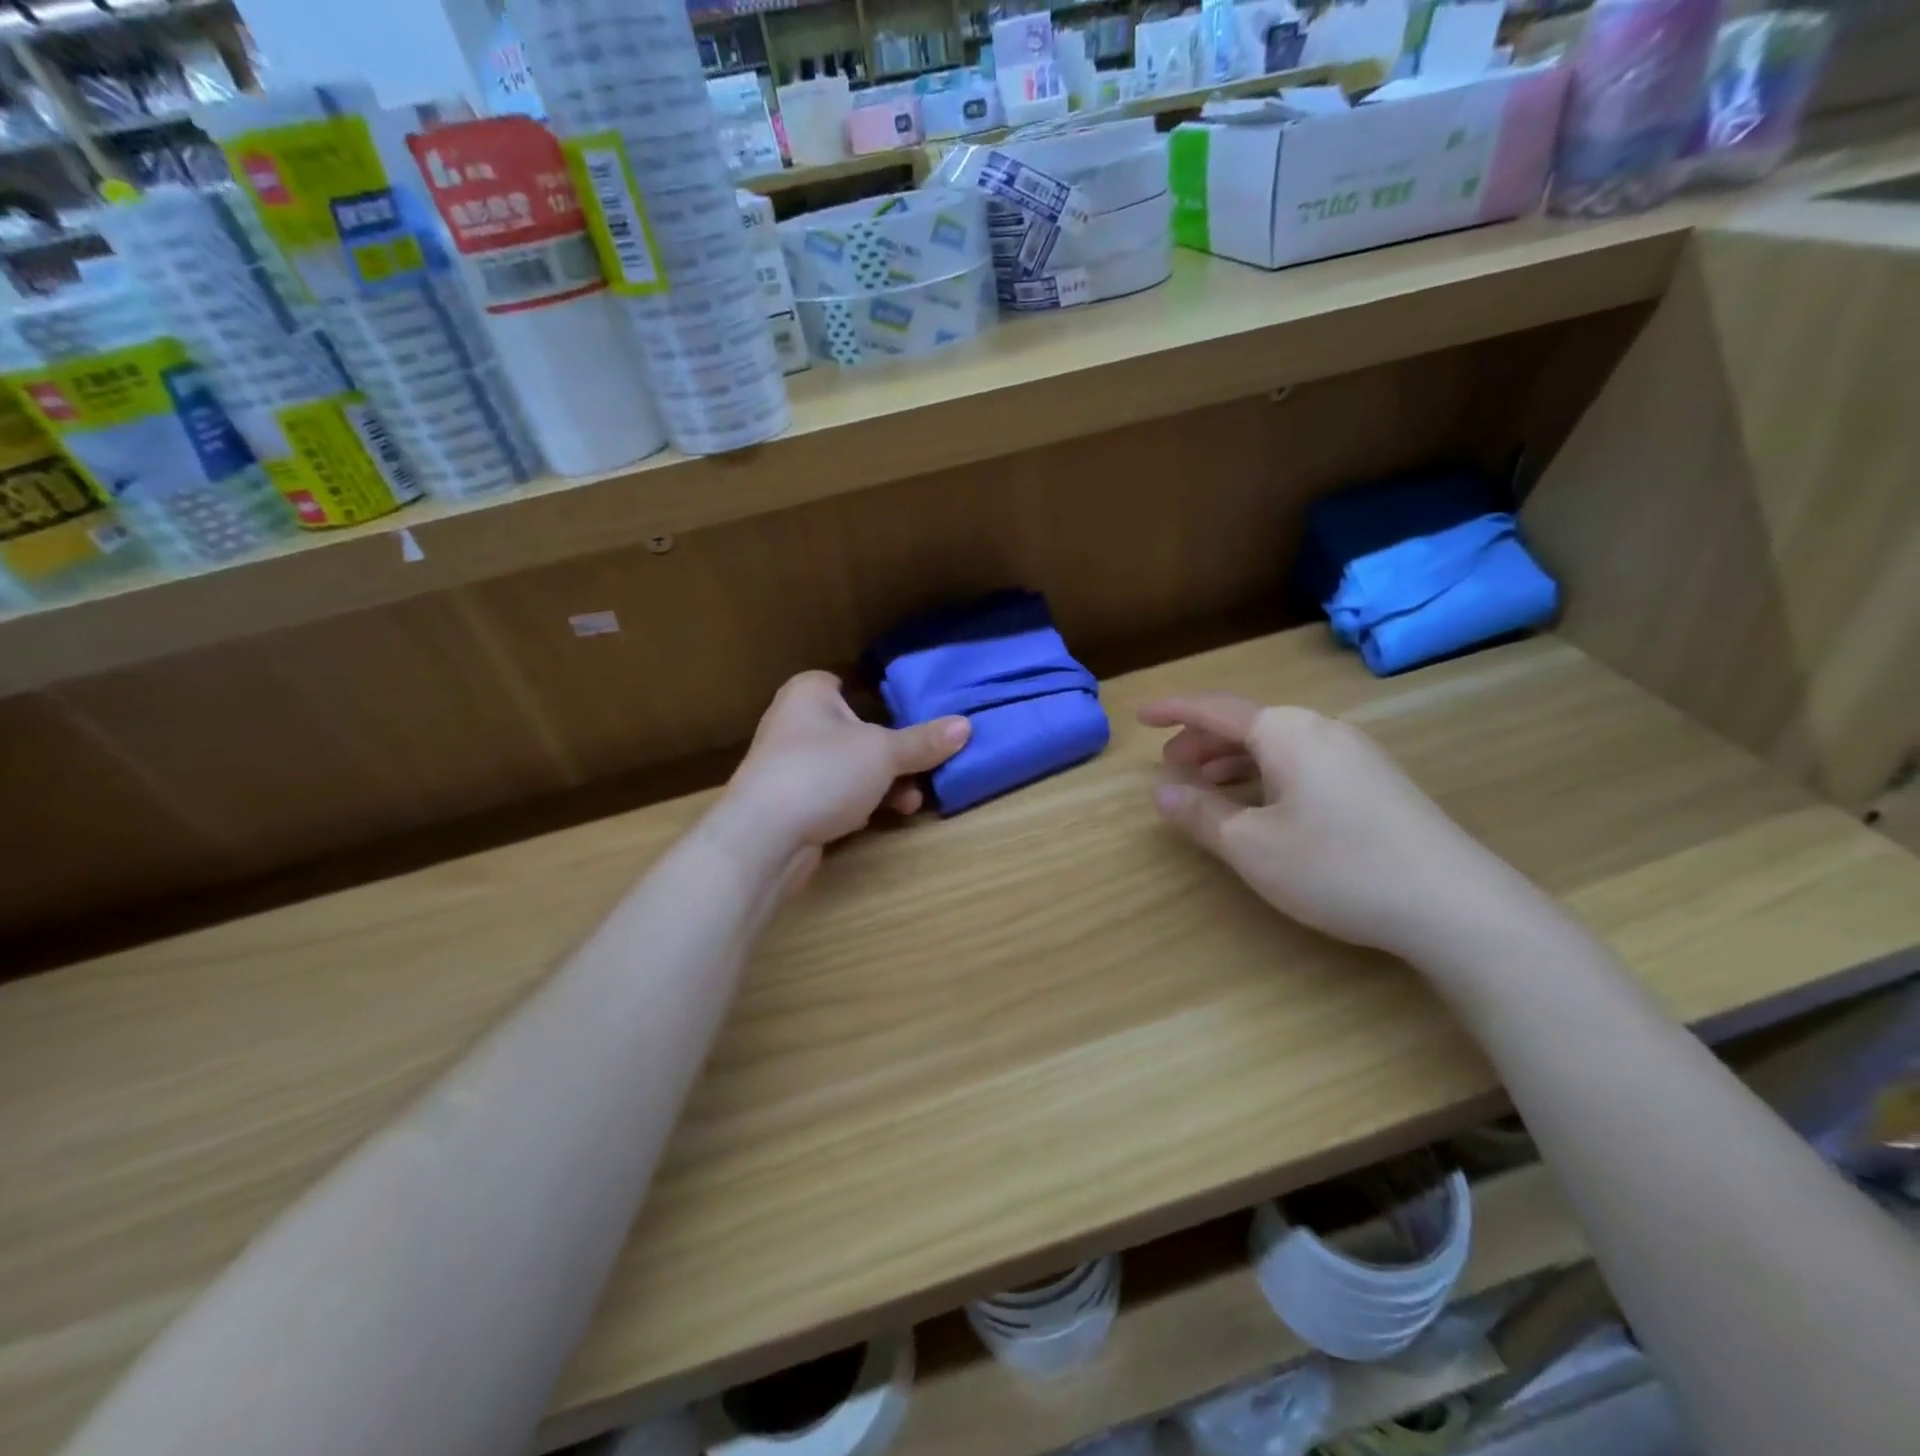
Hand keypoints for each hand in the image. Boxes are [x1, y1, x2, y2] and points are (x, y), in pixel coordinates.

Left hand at [715, 671, 969, 874]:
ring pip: (848, 766)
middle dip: (892, 755)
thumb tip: (966, 725)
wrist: (763, 837)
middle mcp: (794, 722)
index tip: (909, 718)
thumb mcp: (884, 753)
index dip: (878, 698)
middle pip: (856, 731)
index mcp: (809, 693)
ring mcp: (789, 765)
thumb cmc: (823, 773)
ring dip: (881, 784)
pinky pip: (834, 794)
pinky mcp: (790, 802)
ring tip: (910, 802)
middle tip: (921, 770)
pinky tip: (876, 818)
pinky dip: (857, 803)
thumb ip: (924, 741)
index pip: (847, 683)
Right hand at [1139, 693, 1538, 962]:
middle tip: (1171, 766)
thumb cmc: (1337, 867)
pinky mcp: (1376, 782)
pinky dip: (1268, 773)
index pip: (1215, 709)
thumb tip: (1161, 793)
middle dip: (1203, 742)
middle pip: (1248, 724)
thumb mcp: (1252, 847)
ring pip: (1278, 744)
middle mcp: (1321, 730)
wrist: (1454, 904)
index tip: (1141, 715)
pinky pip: (1304, 762)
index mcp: (1285, 733)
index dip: (1174, 711)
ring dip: (1235, 760)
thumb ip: (1201, 815)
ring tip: (1208, 785)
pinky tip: (1264, 804)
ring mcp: (1355, 754)